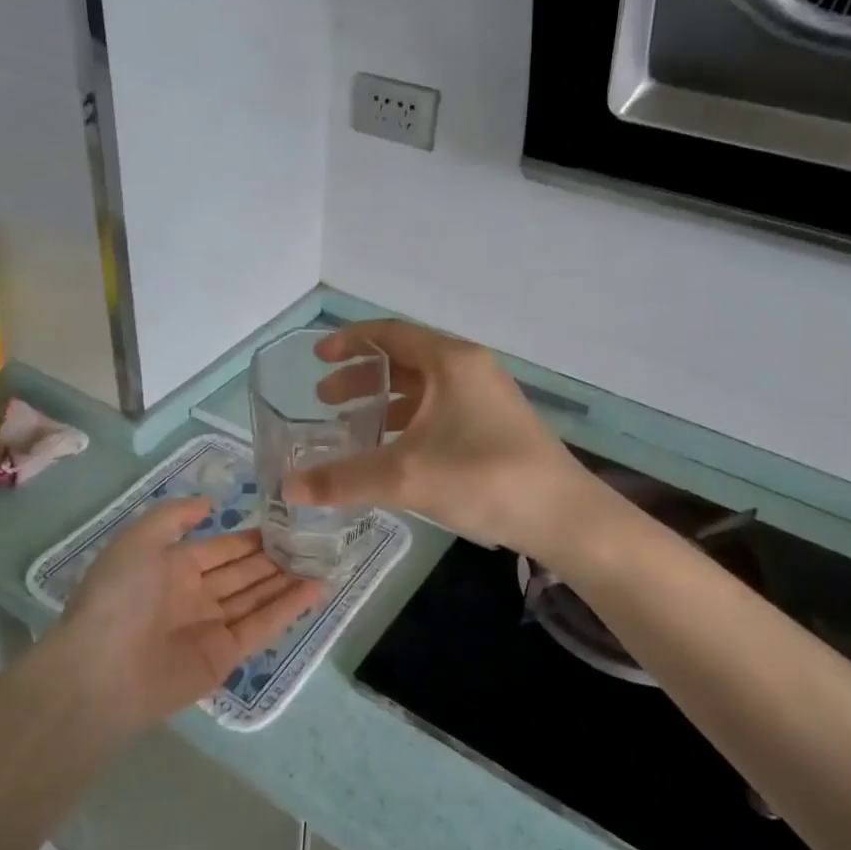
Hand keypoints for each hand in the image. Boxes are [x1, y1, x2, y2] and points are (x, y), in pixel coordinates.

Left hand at [60, 496, 322, 732]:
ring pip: (257, 597)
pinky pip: (261, 626)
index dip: (251, 537)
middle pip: (243, 572)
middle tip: (314, 540)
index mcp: (172, 568)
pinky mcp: (225, 656)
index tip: (286, 522)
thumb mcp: (138, 540)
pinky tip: (315, 589)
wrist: (102, 671)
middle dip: (275, 558)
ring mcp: (211, 627)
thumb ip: (173, 516)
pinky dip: (288, 608)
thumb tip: (208, 504)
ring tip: (323, 561)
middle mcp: (195, 595)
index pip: (221, 548)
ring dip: (287, 580)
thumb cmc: (119, 597)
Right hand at [284, 320, 590, 559]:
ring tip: (351, 427)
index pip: (390, 334)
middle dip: (361, 377)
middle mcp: (469, 369)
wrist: (562, 516)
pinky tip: (391, 452)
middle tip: (325, 399)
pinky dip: (408, 422)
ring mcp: (485, 398)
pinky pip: (439, 411)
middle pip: (404, 360)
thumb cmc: (483, 478)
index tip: (318, 357)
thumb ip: (344, 478)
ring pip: (423, 388)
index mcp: (451, 361)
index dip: (350, 341)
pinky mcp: (494, 426)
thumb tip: (288, 487)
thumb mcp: (405, 476)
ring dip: (384, 402)